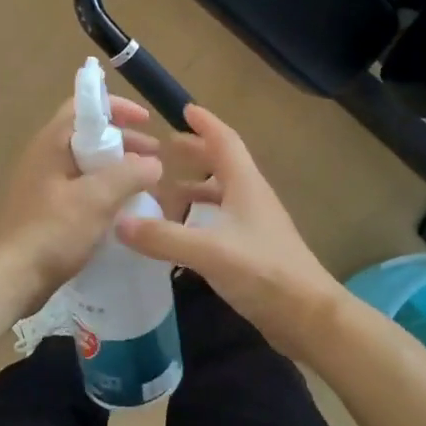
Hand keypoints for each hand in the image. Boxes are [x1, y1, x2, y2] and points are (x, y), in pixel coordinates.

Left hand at [0, 95, 163, 311]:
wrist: (10, 278)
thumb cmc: (52, 231)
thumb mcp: (97, 198)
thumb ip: (130, 174)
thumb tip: (153, 163)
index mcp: (51, 143)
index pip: (83, 106)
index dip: (116, 107)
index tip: (146, 121)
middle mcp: (43, 157)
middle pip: (87, 135)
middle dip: (124, 142)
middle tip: (154, 158)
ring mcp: (41, 185)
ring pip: (85, 165)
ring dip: (116, 169)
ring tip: (144, 185)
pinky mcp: (43, 210)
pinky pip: (78, 189)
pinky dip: (103, 191)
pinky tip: (121, 210)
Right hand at [117, 105, 341, 355]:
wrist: (307, 317)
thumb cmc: (263, 271)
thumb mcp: (209, 251)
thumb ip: (163, 237)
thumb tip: (118, 221)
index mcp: (246, 185)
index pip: (225, 141)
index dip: (205, 124)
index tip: (183, 109)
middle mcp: (251, 199)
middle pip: (222, 165)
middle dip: (194, 154)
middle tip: (162, 151)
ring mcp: (254, 226)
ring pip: (220, 196)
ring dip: (194, 189)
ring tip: (162, 192)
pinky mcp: (252, 251)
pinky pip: (219, 223)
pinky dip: (197, 219)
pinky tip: (179, 234)